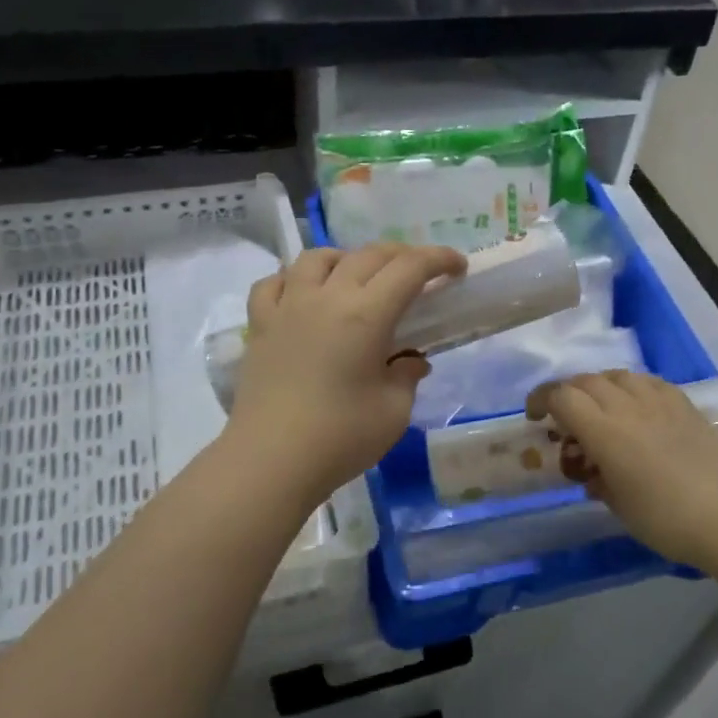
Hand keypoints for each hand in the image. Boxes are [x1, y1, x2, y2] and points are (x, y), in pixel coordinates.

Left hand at [226, 243, 465, 504]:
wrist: (270, 462)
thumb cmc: (340, 438)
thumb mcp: (394, 411)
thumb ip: (406, 376)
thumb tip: (410, 360)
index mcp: (366, 315)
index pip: (409, 268)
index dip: (438, 259)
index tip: (457, 266)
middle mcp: (326, 298)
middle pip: (368, 255)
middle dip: (401, 255)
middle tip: (420, 273)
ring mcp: (287, 307)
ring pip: (317, 258)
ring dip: (346, 259)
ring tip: (358, 278)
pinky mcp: (260, 326)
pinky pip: (273, 284)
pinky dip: (294, 279)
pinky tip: (303, 295)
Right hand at [526, 371, 717, 574]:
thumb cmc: (669, 520)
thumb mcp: (620, 508)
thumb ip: (599, 481)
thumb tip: (593, 473)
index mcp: (606, 432)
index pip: (562, 397)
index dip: (541, 400)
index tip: (534, 417)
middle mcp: (629, 406)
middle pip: (586, 381)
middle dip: (566, 393)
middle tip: (563, 417)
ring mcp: (660, 401)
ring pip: (617, 376)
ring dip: (598, 386)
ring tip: (599, 409)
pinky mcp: (685, 405)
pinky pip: (648, 382)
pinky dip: (630, 388)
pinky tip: (637, 407)